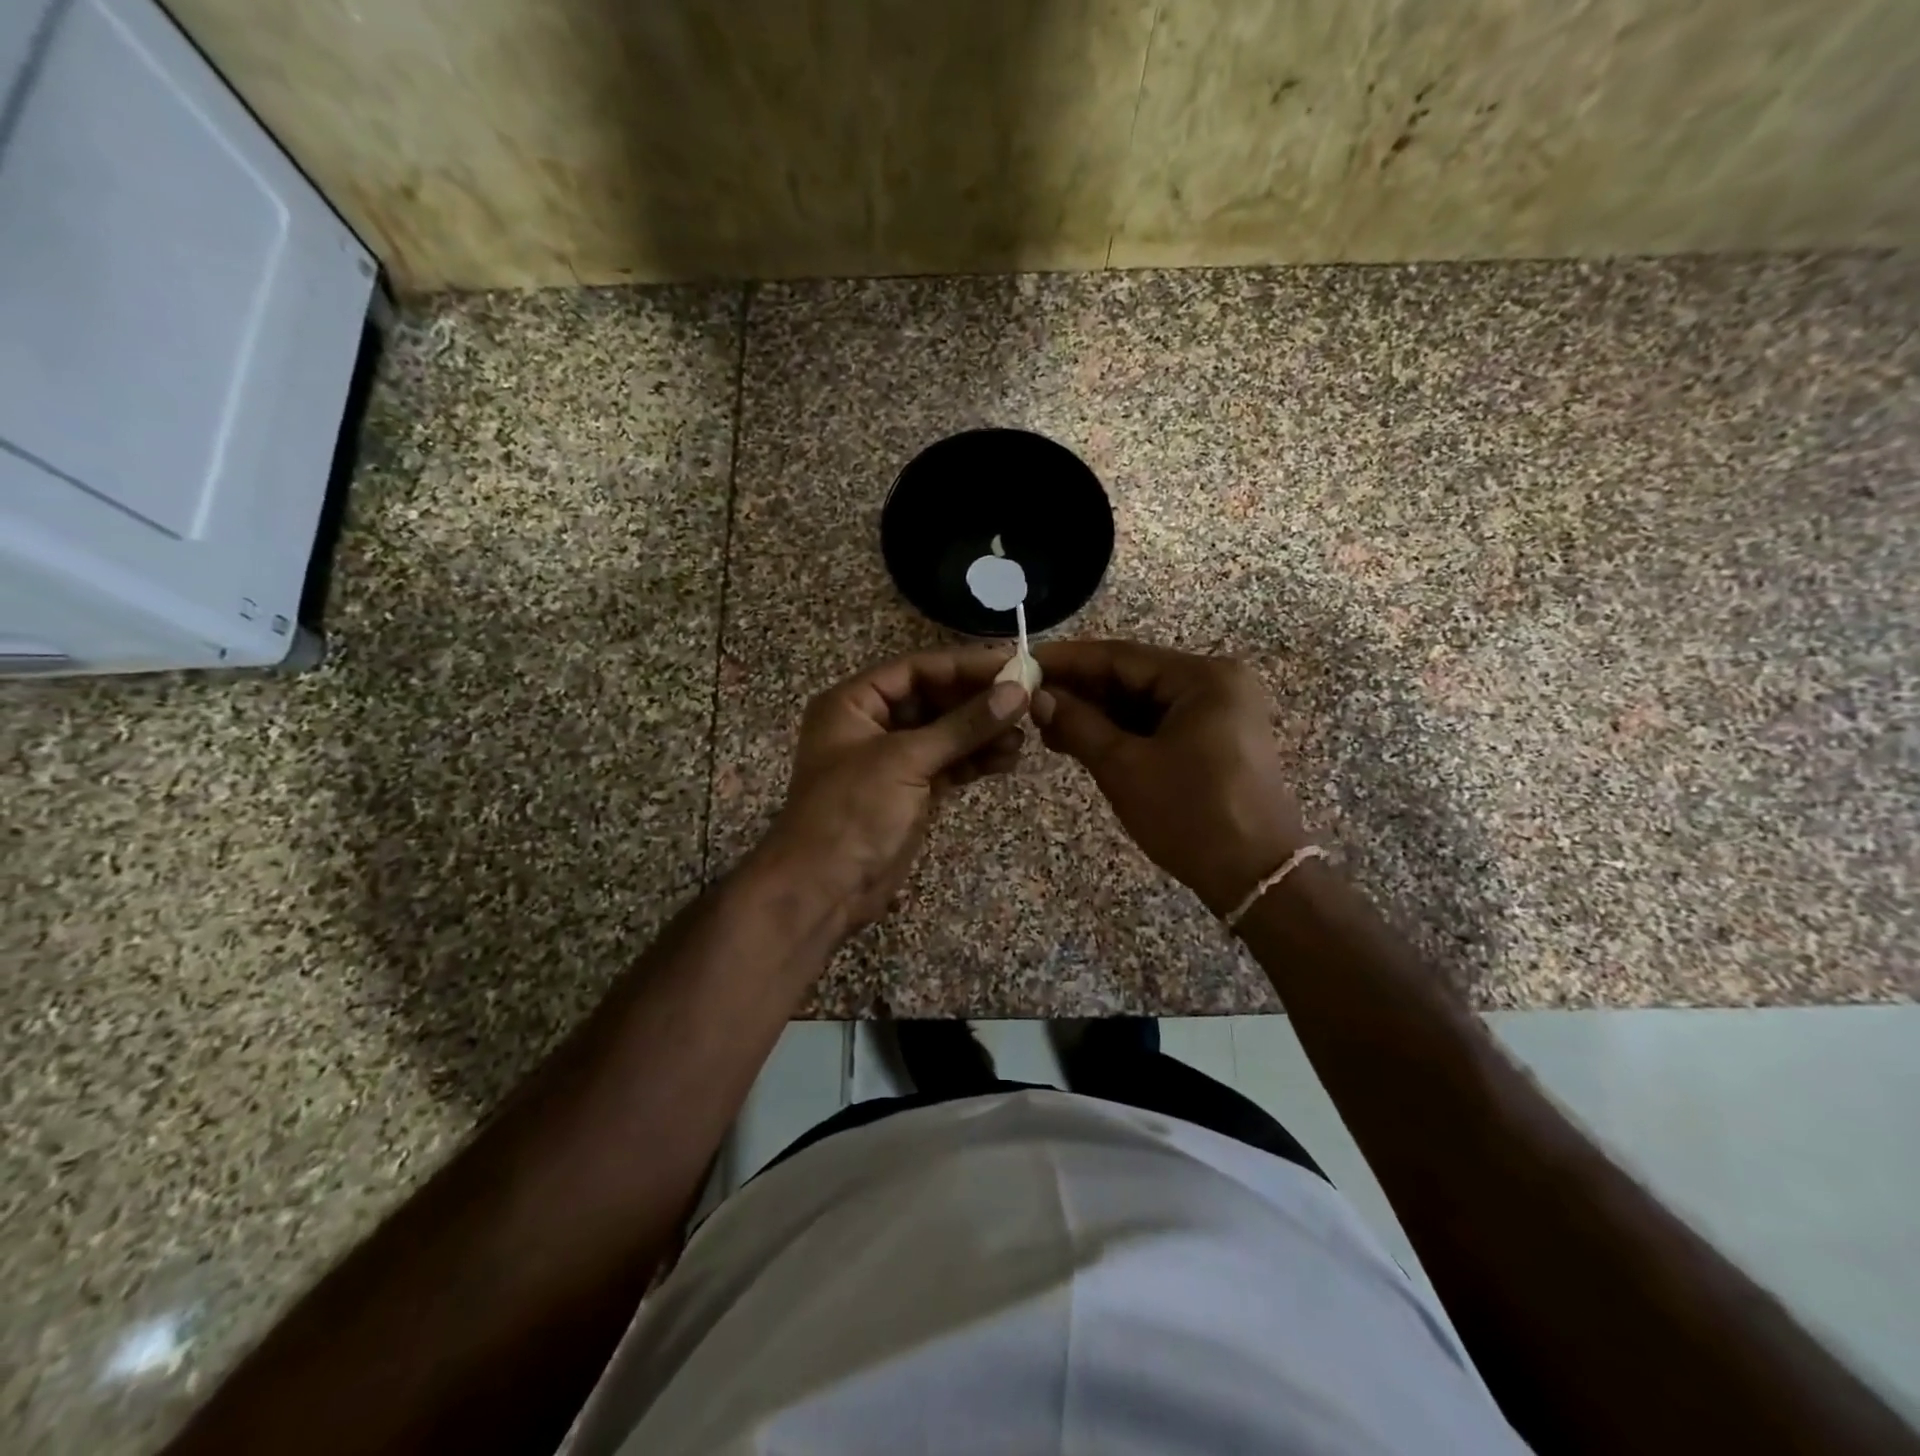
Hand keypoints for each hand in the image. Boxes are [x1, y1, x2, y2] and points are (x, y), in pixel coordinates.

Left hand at [765, 646, 1030, 931]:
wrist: (823, 890)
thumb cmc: (852, 812)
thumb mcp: (906, 760)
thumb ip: (963, 725)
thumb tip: (1018, 691)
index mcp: (853, 703)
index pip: (916, 669)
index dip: (964, 665)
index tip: (1013, 665)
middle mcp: (871, 725)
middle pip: (933, 699)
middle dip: (978, 703)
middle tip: (1026, 703)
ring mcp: (891, 760)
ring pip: (945, 734)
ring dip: (982, 734)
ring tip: (1022, 738)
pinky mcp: (909, 791)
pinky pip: (948, 764)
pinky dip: (975, 761)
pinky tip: (1006, 760)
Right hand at [1030, 639, 1307, 916]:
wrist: (1255, 877)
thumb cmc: (1190, 816)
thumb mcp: (1124, 767)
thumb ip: (1078, 724)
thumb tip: (1037, 697)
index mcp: (1203, 678)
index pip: (1121, 657)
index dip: (1068, 661)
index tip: (1024, 663)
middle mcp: (1216, 683)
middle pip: (1133, 676)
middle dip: (1080, 690)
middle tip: (1028, 701)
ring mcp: (1219, 711)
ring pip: (1143, 702)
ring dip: (1097, 713)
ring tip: (1047, 726)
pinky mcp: (1216, 738)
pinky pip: (1158, 723)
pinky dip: (1121, 731)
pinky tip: (1082, 739)